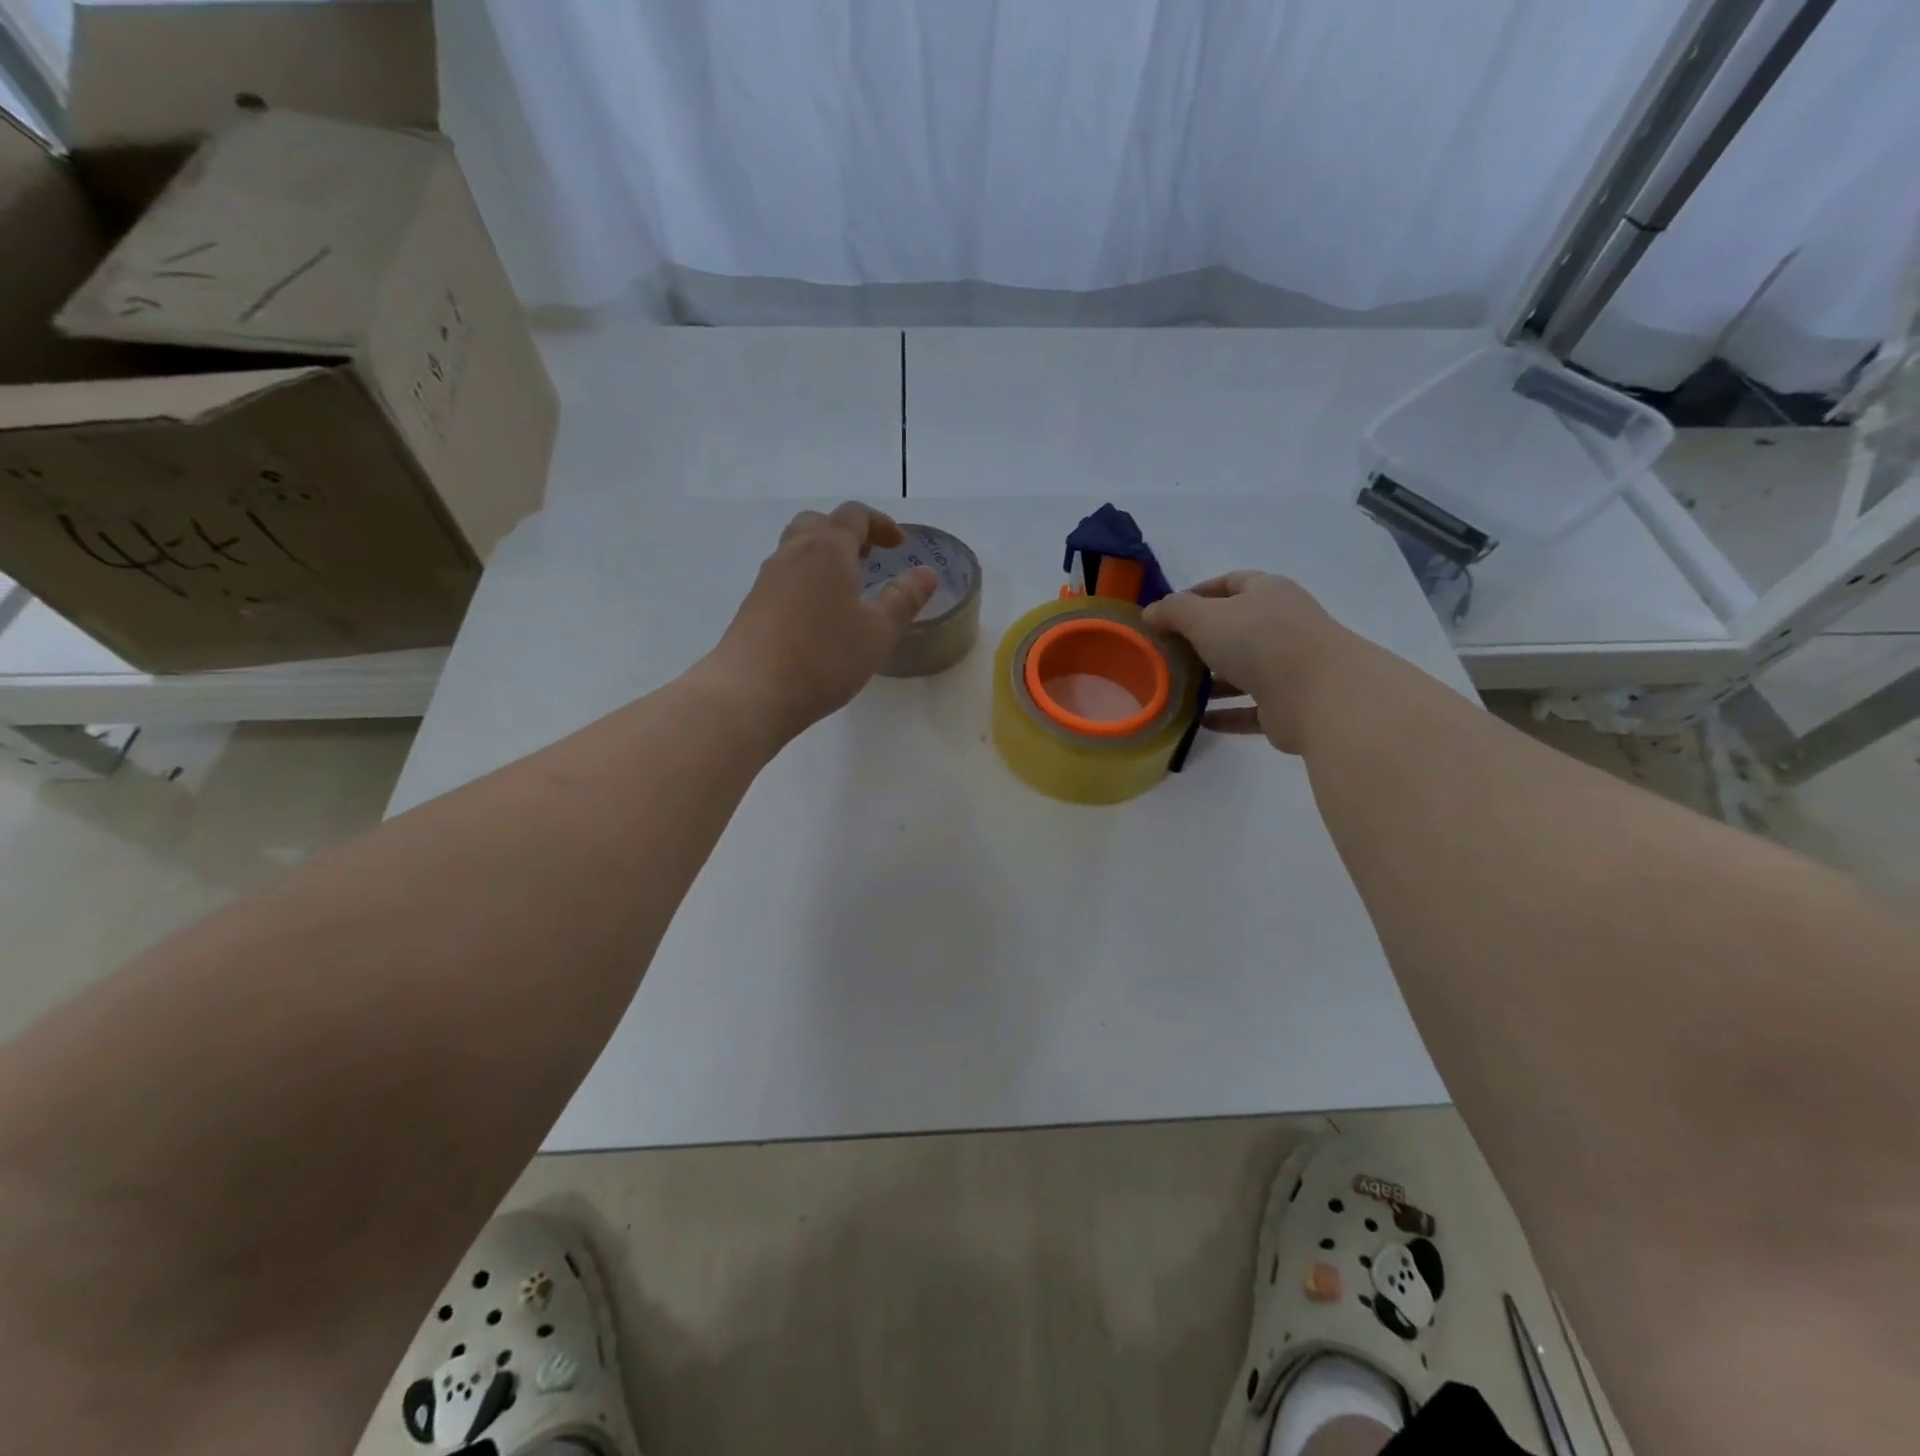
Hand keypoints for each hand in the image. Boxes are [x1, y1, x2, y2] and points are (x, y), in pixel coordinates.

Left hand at [706, 503, 936, 742]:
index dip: (880, 524)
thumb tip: (926, 574)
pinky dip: (806, 580)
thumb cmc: (825, 657)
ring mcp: (767, 579)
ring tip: (846, 587)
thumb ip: (904, 599)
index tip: (900, 545)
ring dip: (824, 556)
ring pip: (796, 549)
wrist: (752, 691)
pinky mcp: (753, 605)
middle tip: (869, 558)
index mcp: (827, 549)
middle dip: (847, 534)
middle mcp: (793, 553)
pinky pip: (784, 577)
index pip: (854, 516)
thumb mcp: (878, 632)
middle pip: (819, 523)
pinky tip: (818, 616)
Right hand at [1142, 571, 1344, 753]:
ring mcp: (1287, 667)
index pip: (1231, 583)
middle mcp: (1281, 626)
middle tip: (1165, 654)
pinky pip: (1248, 708)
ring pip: (1242, 671)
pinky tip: (1198, 720)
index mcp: (1268, 593)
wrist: (1320, 694)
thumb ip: (1174, 611)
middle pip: (1235, 629)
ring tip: (1175, 690)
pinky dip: (1225, 713)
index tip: (1167, 613)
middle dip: (1200, 641)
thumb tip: (1151, 612)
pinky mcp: (1286, 705)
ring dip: (1211, 681)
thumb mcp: (1205, 617)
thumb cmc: (1259, 641)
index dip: (1198, 593)